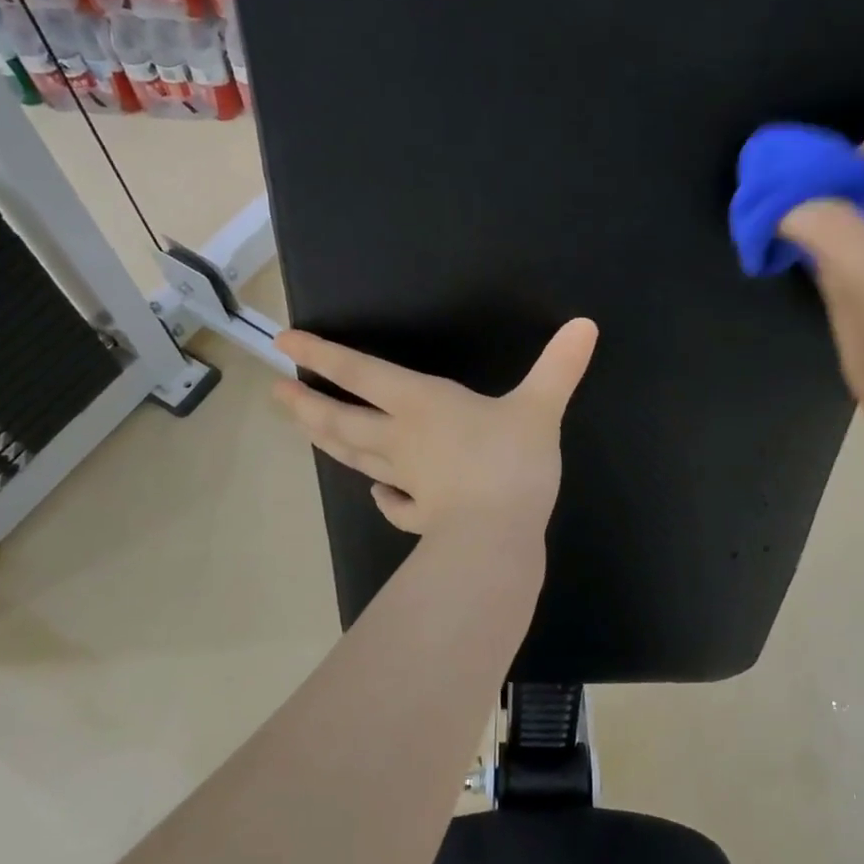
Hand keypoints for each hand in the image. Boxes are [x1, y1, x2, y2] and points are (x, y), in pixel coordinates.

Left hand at [273, 319, 598, 535]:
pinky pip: (396, 506)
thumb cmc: (510, 463)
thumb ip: (559, 367)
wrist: (497, 539)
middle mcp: (403, 440)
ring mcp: (408, 482)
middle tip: (276, 393)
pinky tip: (379, 495)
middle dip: (307, 405)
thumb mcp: (540, 408)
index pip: (361, 373)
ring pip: (358, 457)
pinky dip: (384, 498)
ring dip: (327, 442)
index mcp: (420, 405)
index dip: (322, 356)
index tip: (284, 344)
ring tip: (303, 429)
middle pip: (342, 420)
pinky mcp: (423, 518)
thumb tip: (586, 324)